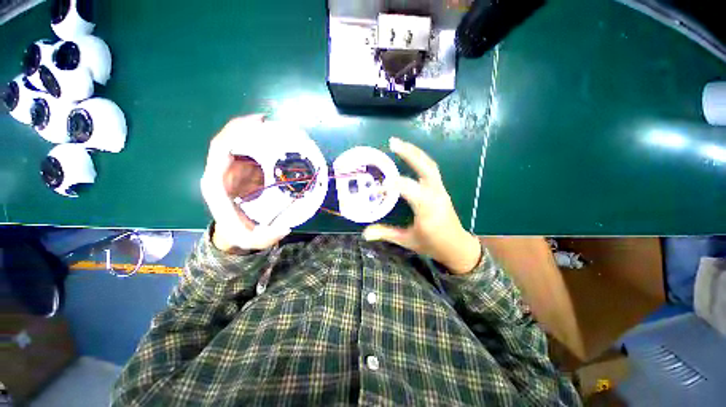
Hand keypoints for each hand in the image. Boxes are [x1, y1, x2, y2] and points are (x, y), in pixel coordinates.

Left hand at [200, 115, 290, 251]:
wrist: (234, 232)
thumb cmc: (240, 233)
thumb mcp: (253, 239)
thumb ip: (267, 236)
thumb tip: (286, 225)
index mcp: (216, 183)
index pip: (220, 149)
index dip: (236, 132)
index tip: (259, 124)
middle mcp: (221, 171)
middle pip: (228, 140)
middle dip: (247, 127)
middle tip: (272, 123)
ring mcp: (232, 170)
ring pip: (238, 143)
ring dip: (255, 133)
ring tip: (278, 130)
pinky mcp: (243, 171)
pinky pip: (249, 151)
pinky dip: (261, 143)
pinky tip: (277, 143)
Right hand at [363, 138, 481, 273]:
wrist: (456, 246)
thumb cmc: (432, 244)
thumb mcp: (407, 240)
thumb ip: (386, 234)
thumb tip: (365, 234)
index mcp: (427, 208)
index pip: (407, 188)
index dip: (390, 185)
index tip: (376, 190)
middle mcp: (435, 194)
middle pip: (425, 167)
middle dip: (409, 153)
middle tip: (392, 142)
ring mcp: (440, 190)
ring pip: (429, 165)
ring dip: (415, 152)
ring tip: (399, 144)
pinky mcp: (441, 189)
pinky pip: (431, 169)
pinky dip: (420, 159)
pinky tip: (410, 156)